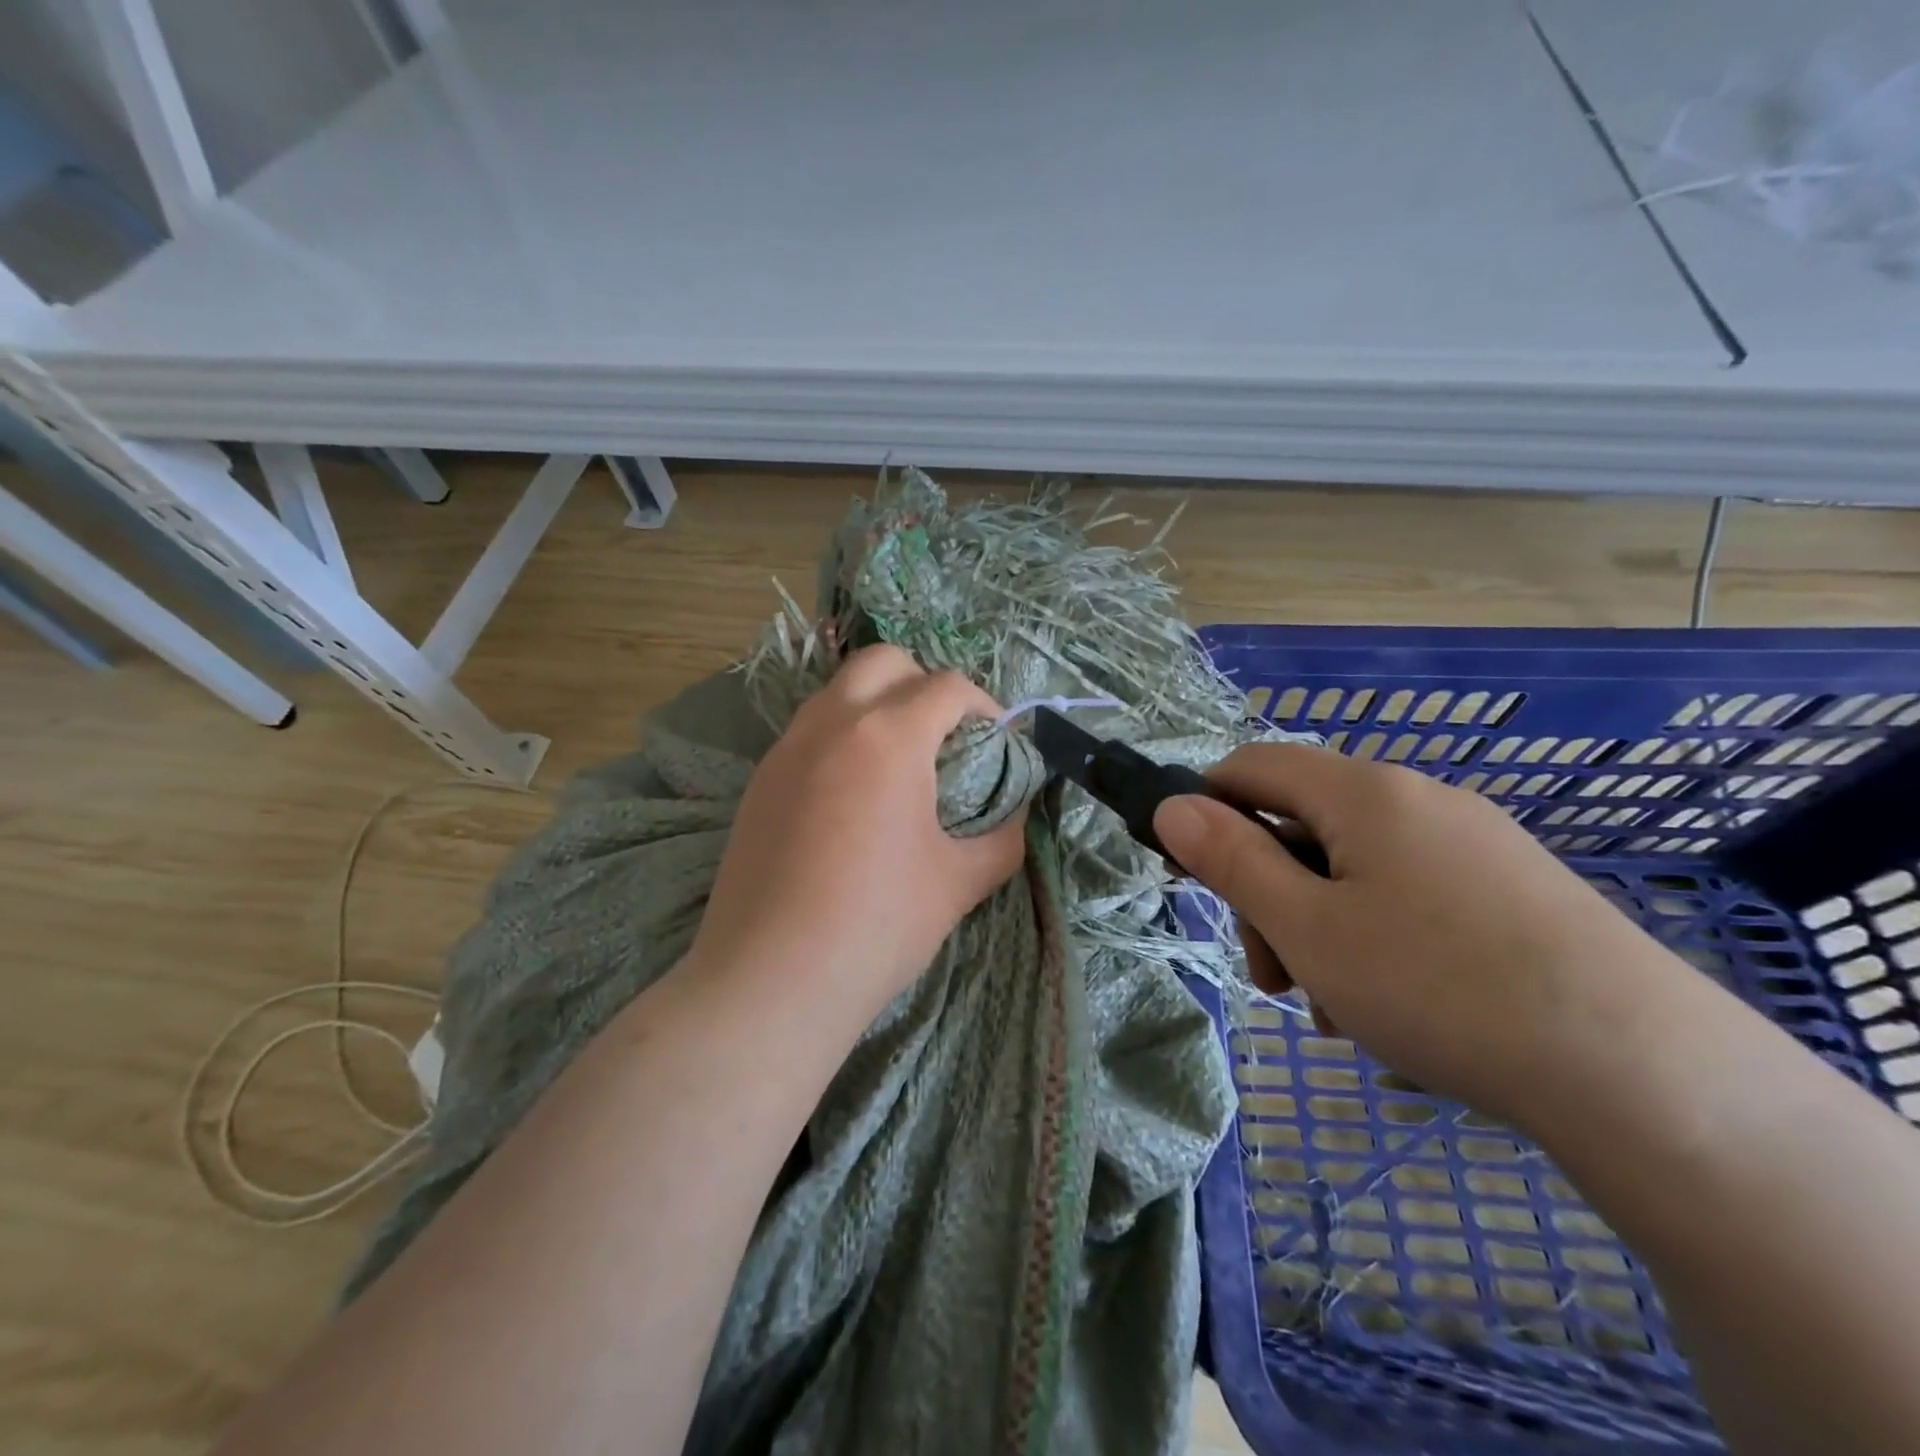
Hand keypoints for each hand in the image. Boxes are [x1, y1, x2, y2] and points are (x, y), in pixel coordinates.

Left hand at [685, 645, 1026, 1021]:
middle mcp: (832, 723)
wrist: (770, 979)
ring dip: (878, 704)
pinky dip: (842, 736)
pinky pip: (809, 730)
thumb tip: (1018, 813)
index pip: (948, 686)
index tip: (997, 740)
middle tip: (946, 735)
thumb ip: (1003, 837)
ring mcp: (787, 748)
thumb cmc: (877, 925)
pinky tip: (852, 795)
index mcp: (888, 736)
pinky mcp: (760, 780)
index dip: (984, 705)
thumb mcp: (959, 882)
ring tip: (900, 762)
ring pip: (839, 691)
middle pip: (884, 661)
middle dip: (925, 682)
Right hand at [1153, 744, 1686, 1127]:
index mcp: (1362, 791)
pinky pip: (1409, 895)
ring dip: (1319, 928)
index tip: (1189, 876)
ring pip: (1353, 870)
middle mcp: (1417, 798)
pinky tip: (1394, 1010)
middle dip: (1269, 894)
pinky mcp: (1510, 890)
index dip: (1204, 810)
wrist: (1644, 1073)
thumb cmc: (1437, 985)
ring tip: (1337, 1009)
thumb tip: (1171, 807)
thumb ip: (1229, 860)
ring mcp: (1472, 843)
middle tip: (1274, 974)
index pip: (1250, 768)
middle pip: (1302, 825)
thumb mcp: (1306, 927)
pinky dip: (1376, 940)